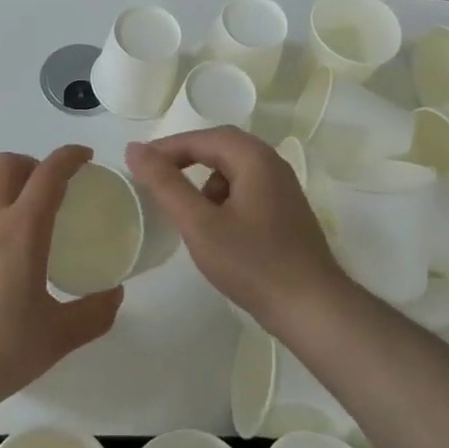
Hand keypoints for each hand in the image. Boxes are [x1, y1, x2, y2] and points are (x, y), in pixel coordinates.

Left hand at [0, 145, 121, 424]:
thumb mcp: (58, 337)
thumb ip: (94, 313)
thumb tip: (116, 295)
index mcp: (22, 229)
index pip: (49, 174)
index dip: (69, 157)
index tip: (84, 157)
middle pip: (7, 164)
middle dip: (32, 164)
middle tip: (49, 188)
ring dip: (3, 187)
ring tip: (17, 217)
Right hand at [125, 127, 349, 334]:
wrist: (313, 309)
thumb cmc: (253, 264)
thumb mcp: (200, 225)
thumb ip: (166, 184)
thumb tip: (135, 150)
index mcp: (254, 157)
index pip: (201, 138)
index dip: (166, 148)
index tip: (137, 165)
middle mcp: (272, 163)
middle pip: (220, 147)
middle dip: (185, 160)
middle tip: (155, 179)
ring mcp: (283, 187)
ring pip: (233, 168)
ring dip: (204, 180)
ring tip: (185, 210)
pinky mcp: (286, 210)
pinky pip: (246, 188)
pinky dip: (223, 198)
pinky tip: (215, 228)